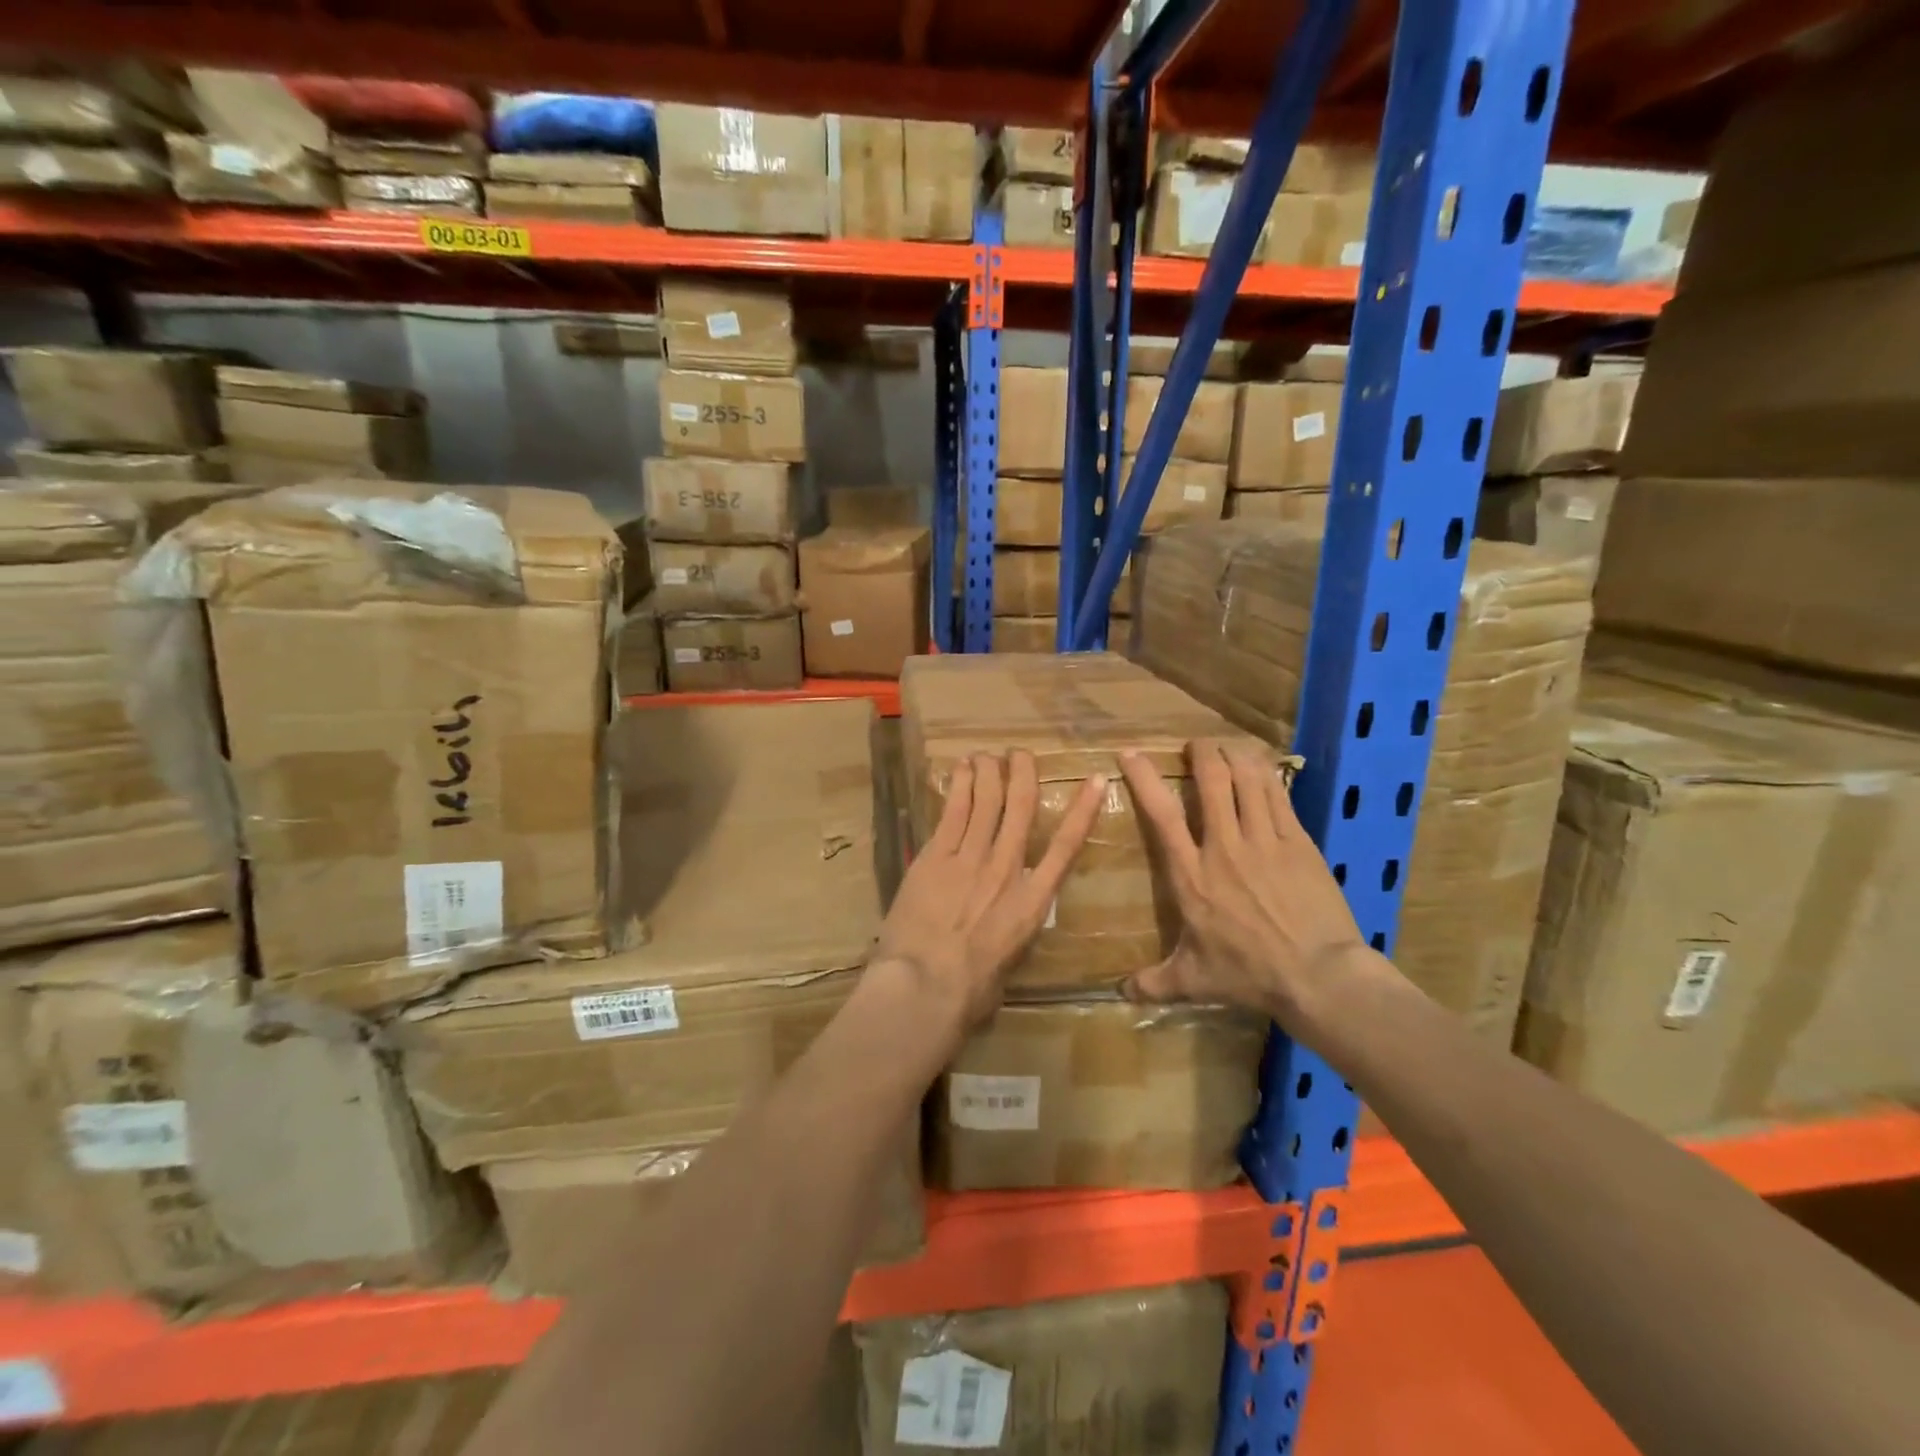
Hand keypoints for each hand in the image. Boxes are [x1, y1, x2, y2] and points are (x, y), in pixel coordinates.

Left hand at [873, 751, 1106, 1031]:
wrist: (926, 986)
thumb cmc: (971, 991)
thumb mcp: (1008, 965)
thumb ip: (1011, 936)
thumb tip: (1005, 933)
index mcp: (1032, 901)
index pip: (1066, 846)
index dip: (1082, 810)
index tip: (1093, 780)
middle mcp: (1006, 869)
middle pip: (1020, 808)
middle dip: (1023, 775)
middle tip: (1021, 754)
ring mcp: (970, 858)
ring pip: (986, 801)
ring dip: (989, 772)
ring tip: (989, 755)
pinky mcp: (936, 857)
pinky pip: (953, 812)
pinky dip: (959, 786)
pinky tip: (961, 768)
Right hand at [1118, 739, 1370, 1024]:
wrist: (1318, 976)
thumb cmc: (1248, 975)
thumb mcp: (1193, 980)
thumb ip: (1154, 982)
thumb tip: (1119, 993)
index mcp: (1192, 875)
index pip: (1161, 815)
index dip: (1144, 779)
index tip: (1131, 753)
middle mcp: (1224, 847)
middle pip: (1211, 782)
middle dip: (1202, 753)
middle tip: (1198, 744)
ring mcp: (1265, 841)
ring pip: (1247, 780)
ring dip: (1235, 756)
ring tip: (1229, 747)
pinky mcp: (1299, 842)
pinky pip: (1280, 796)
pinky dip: (1268, 774)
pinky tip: (1262, 766)